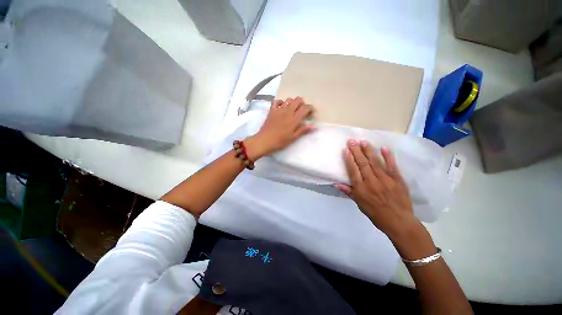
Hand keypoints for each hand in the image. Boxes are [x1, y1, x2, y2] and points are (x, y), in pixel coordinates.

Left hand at [245, 97, 314, 159]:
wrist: (265, 141)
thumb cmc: (280, 141)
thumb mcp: (293, 138)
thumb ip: (303, 130)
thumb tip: (314, 125)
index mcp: (295, 119)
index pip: (305, 108)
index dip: (310, 108)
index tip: (311, 112)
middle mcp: (288, 111)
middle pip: (298, 100)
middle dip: (302, 103)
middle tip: (302, 110)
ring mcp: (279, 110)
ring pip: (288, 99)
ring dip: (292, 102)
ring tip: (292, 109)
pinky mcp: (272, 110)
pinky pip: (276, 101)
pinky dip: (280, 102)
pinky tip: (281, 107)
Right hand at [335, 140, 435, 258]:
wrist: (398, 221)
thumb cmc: (376, 213)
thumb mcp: (359, 204)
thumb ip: (348, 192)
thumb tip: (336, 183)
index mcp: (361, 188)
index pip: (353, 170)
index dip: (349, 159)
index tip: (346, 150)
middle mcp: (371, 181)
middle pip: (362, 163)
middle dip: (356, 151)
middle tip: (352, 141)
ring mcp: (385, 179)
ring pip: (375, 162)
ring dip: (368, 151)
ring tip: (363, 141)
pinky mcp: (397, 179)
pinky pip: (391, 166)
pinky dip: (388, 156)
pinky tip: (383, 148)